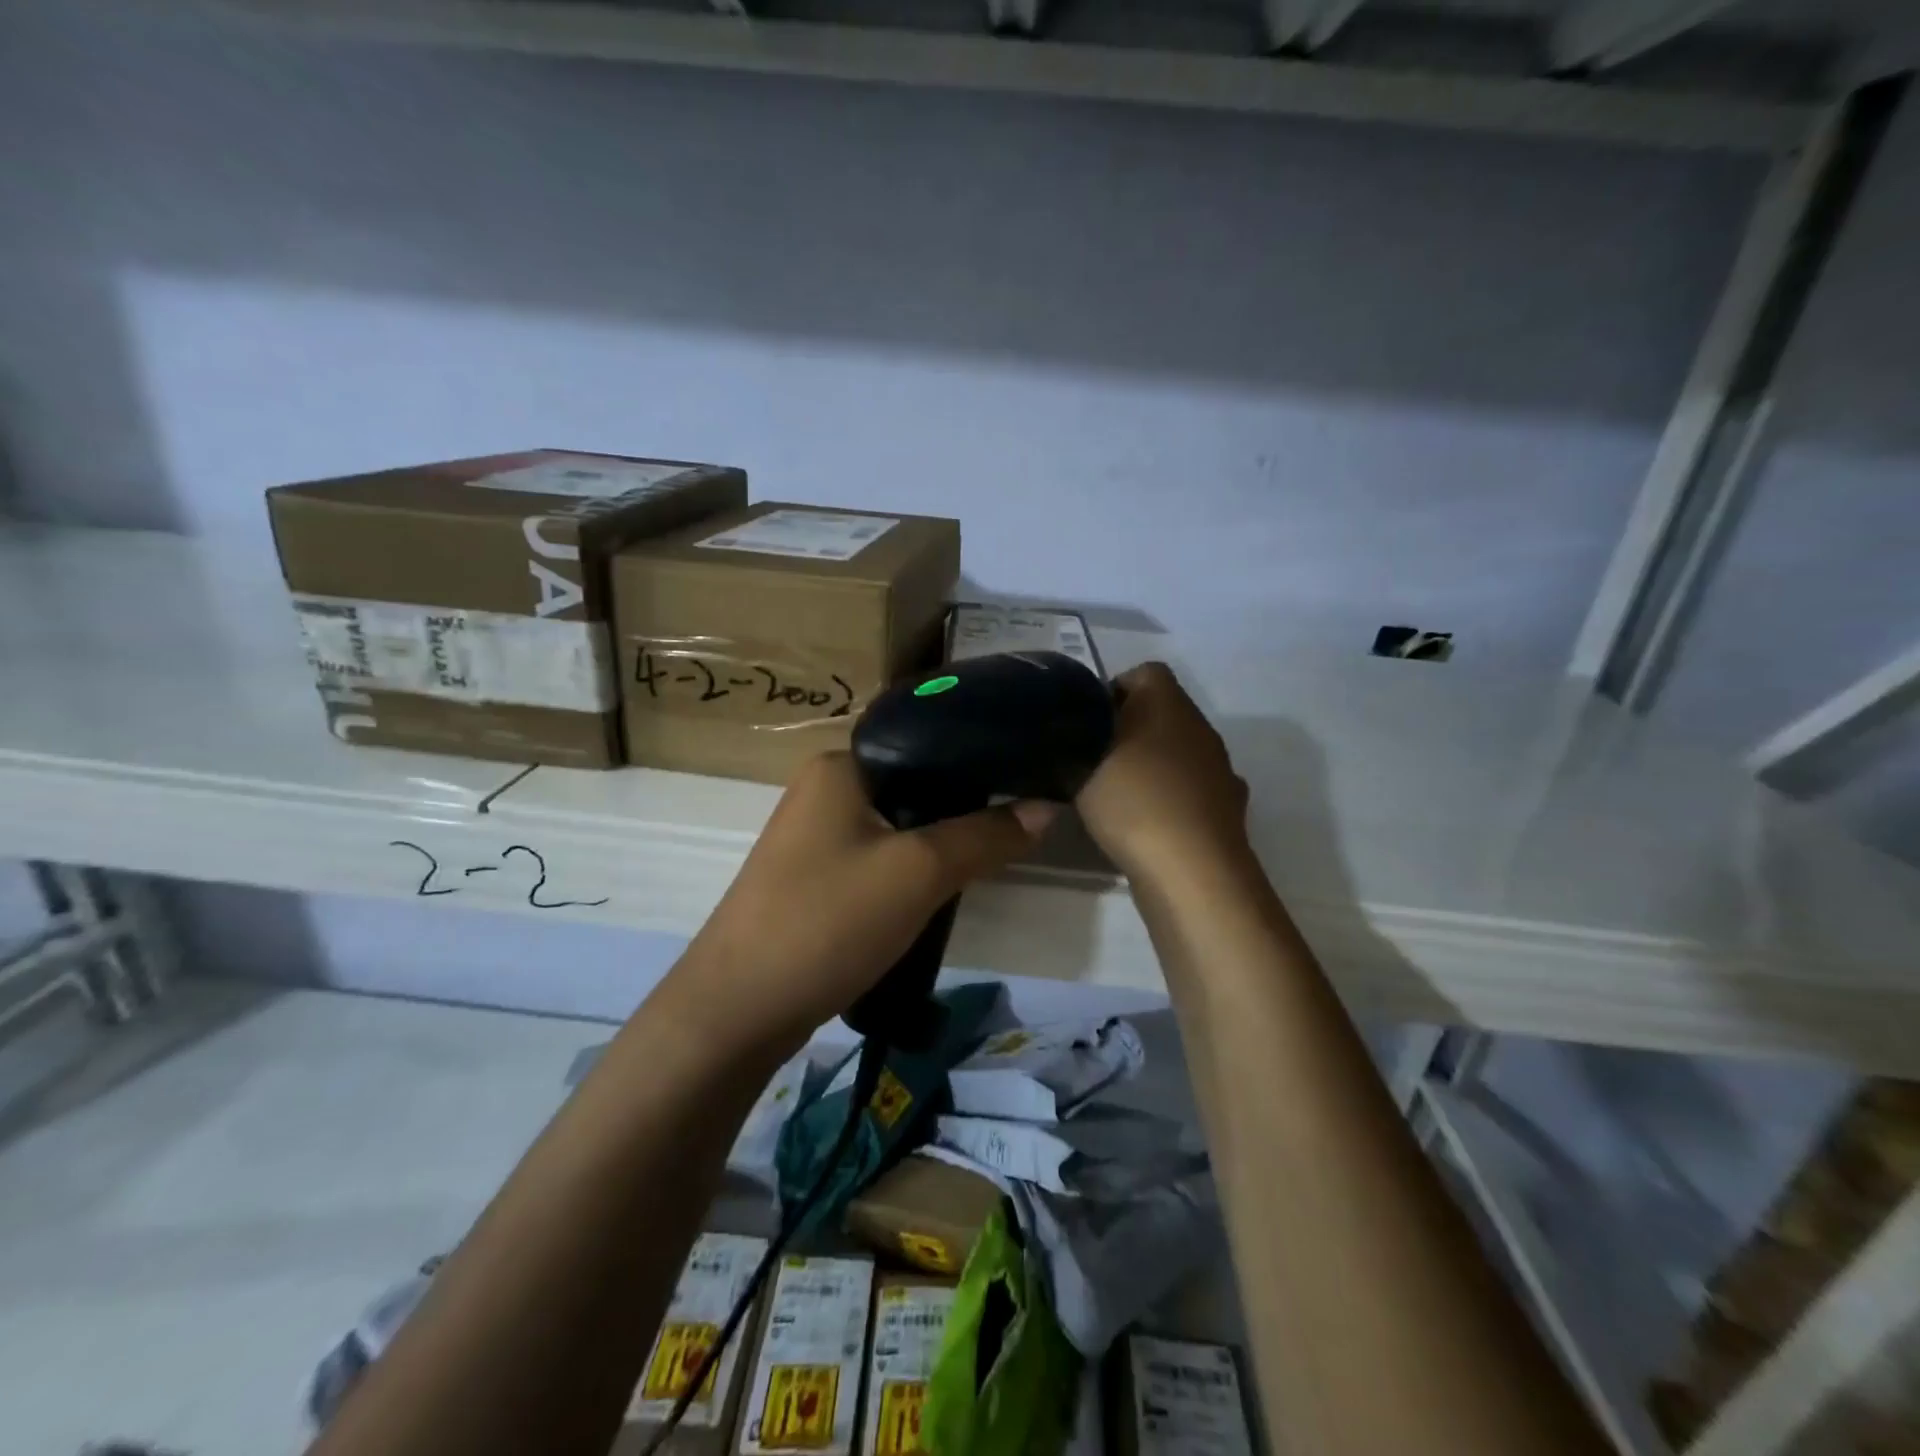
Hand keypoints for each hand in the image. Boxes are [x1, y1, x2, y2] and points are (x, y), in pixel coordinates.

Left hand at [672, 753, 1053, 1051]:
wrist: (738, 1010)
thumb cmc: (828, 920)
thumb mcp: (918, 873)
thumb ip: (984, 836)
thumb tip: (1046, 807)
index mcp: (841, 764)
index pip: (926, 742)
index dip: (980, 761)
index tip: (1029, 780)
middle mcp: (824, 788)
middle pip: (915, 786)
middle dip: (963, 810)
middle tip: (1016, 827)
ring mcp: (814, 835)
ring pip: (898, 826)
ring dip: (937, 844)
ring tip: (988, 859)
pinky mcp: (813, 877)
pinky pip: (878, 858)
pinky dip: (910, 871)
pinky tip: (939, 891)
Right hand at [1076, 661, 1249, 882]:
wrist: (1193, 871)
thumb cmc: (1134, 802)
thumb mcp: (1080, 767)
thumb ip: (1069, 745)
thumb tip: (1069, 739)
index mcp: (1169, 703)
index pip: (1144, 672)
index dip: (1112, 689)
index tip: (1085, 722)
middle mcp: (1200, 727)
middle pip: (1161, 713)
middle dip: (1127, 730)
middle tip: (1092, 759)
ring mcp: (1218, 769)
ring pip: (1176, 752)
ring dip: (1150, 764)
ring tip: (1115, 795)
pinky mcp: (1224, 807)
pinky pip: (1188, 789)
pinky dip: (1169, 797)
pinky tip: (1146, 822)